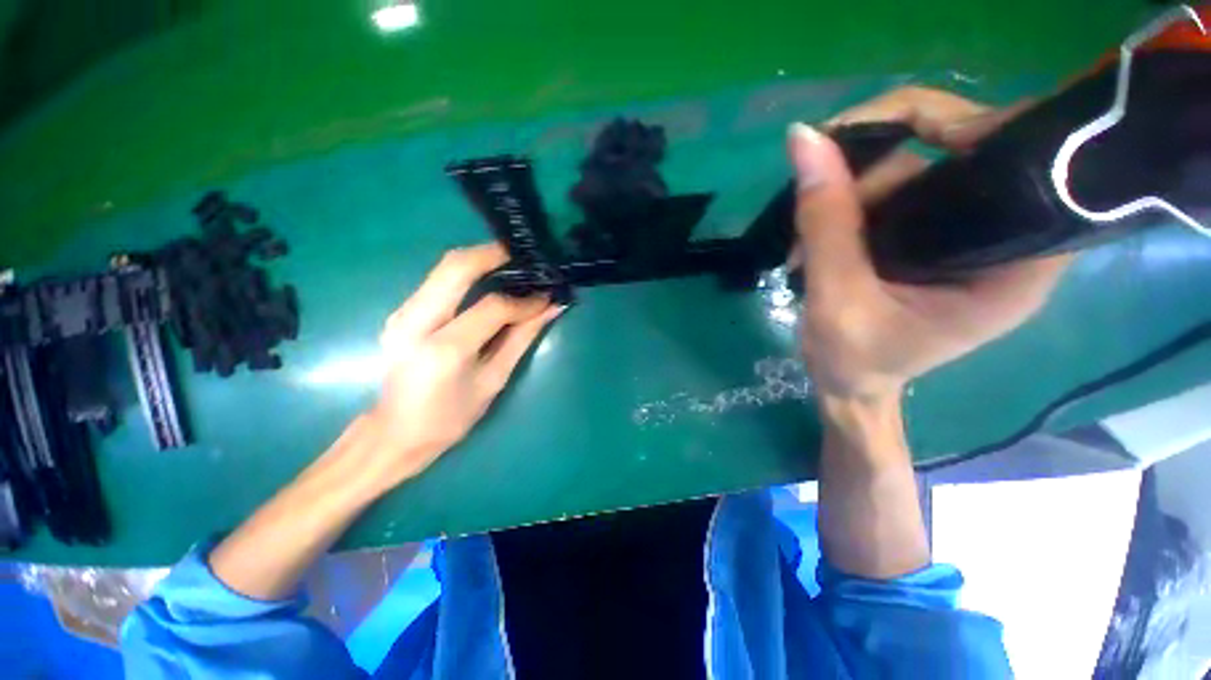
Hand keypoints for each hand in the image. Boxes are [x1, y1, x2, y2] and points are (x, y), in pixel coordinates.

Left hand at [363, 244, 561, 486]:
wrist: (395, 433)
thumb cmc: (451, 417)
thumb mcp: (494, 380)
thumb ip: (522, 338)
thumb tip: (551, 308)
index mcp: (445, 349)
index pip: (491, 307)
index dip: (523, 300)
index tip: (545, 296)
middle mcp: (416, 322)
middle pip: (455, 267)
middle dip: (492, 254)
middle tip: (523, 256)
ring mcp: (402, 314)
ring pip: (443, 268)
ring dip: (479, 260)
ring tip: (510, 265)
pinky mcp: (400, 313)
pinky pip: (436, 281)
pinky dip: (465, 274)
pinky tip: (485, 281)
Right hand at [791, 87, 1069, 400]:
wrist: (852, 387)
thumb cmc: (853, 360)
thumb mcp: (834, 295)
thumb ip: (825, 219)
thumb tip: (803, 139)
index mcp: (1017, 262)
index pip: (1003, 151)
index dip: (937, 124)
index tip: (858, 142)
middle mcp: (1011, 236)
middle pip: (953, 156)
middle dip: (874, 174)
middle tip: (816, 209)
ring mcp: (974, 235)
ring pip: (918, 173)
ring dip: (853, 196)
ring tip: (806, 242)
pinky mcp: (944, 239)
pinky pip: (903, 194)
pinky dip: (856, 206)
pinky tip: (824, 235)